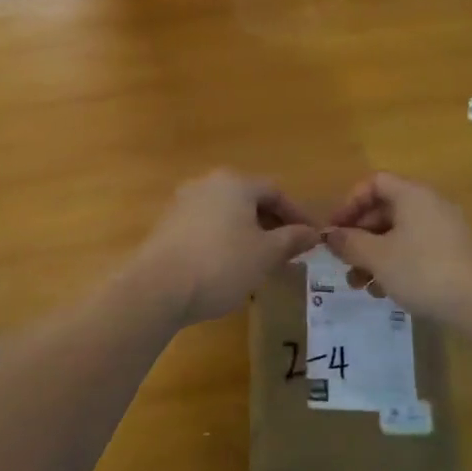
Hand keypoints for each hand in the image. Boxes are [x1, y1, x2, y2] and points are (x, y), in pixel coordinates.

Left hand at [132, 171, 322, 325]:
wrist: (158, 287)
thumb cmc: (222, 264)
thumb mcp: (266, 254)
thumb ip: (291, 239)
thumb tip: (312, 233)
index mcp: (234, 183)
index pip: (275, 191)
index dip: (297, 214)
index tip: (312, 238)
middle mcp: (207, 184)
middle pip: (248, 199)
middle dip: (272, 224)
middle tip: (288, 251)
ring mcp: (183, 203)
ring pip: (226, 214)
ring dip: (248, 233)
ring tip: (261, 262)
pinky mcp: (167, 226)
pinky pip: (206, 227)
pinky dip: (224, 240)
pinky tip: (229, 266)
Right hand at [325, 172, 471, 325]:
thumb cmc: (423, 270)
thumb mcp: (378, 257)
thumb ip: (349, 243)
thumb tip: (329, 235)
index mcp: (412, 195)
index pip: (374, 182)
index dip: (350, 202)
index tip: (335, 229)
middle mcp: (430, 205)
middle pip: (385, 210)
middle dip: (359, 235)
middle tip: (342, 260)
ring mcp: (444, 231)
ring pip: (398, 234)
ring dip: (373, 255)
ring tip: (358, 284)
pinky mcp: (453, 255)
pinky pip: (415, 250)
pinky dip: (395, 265)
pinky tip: (384, 292)